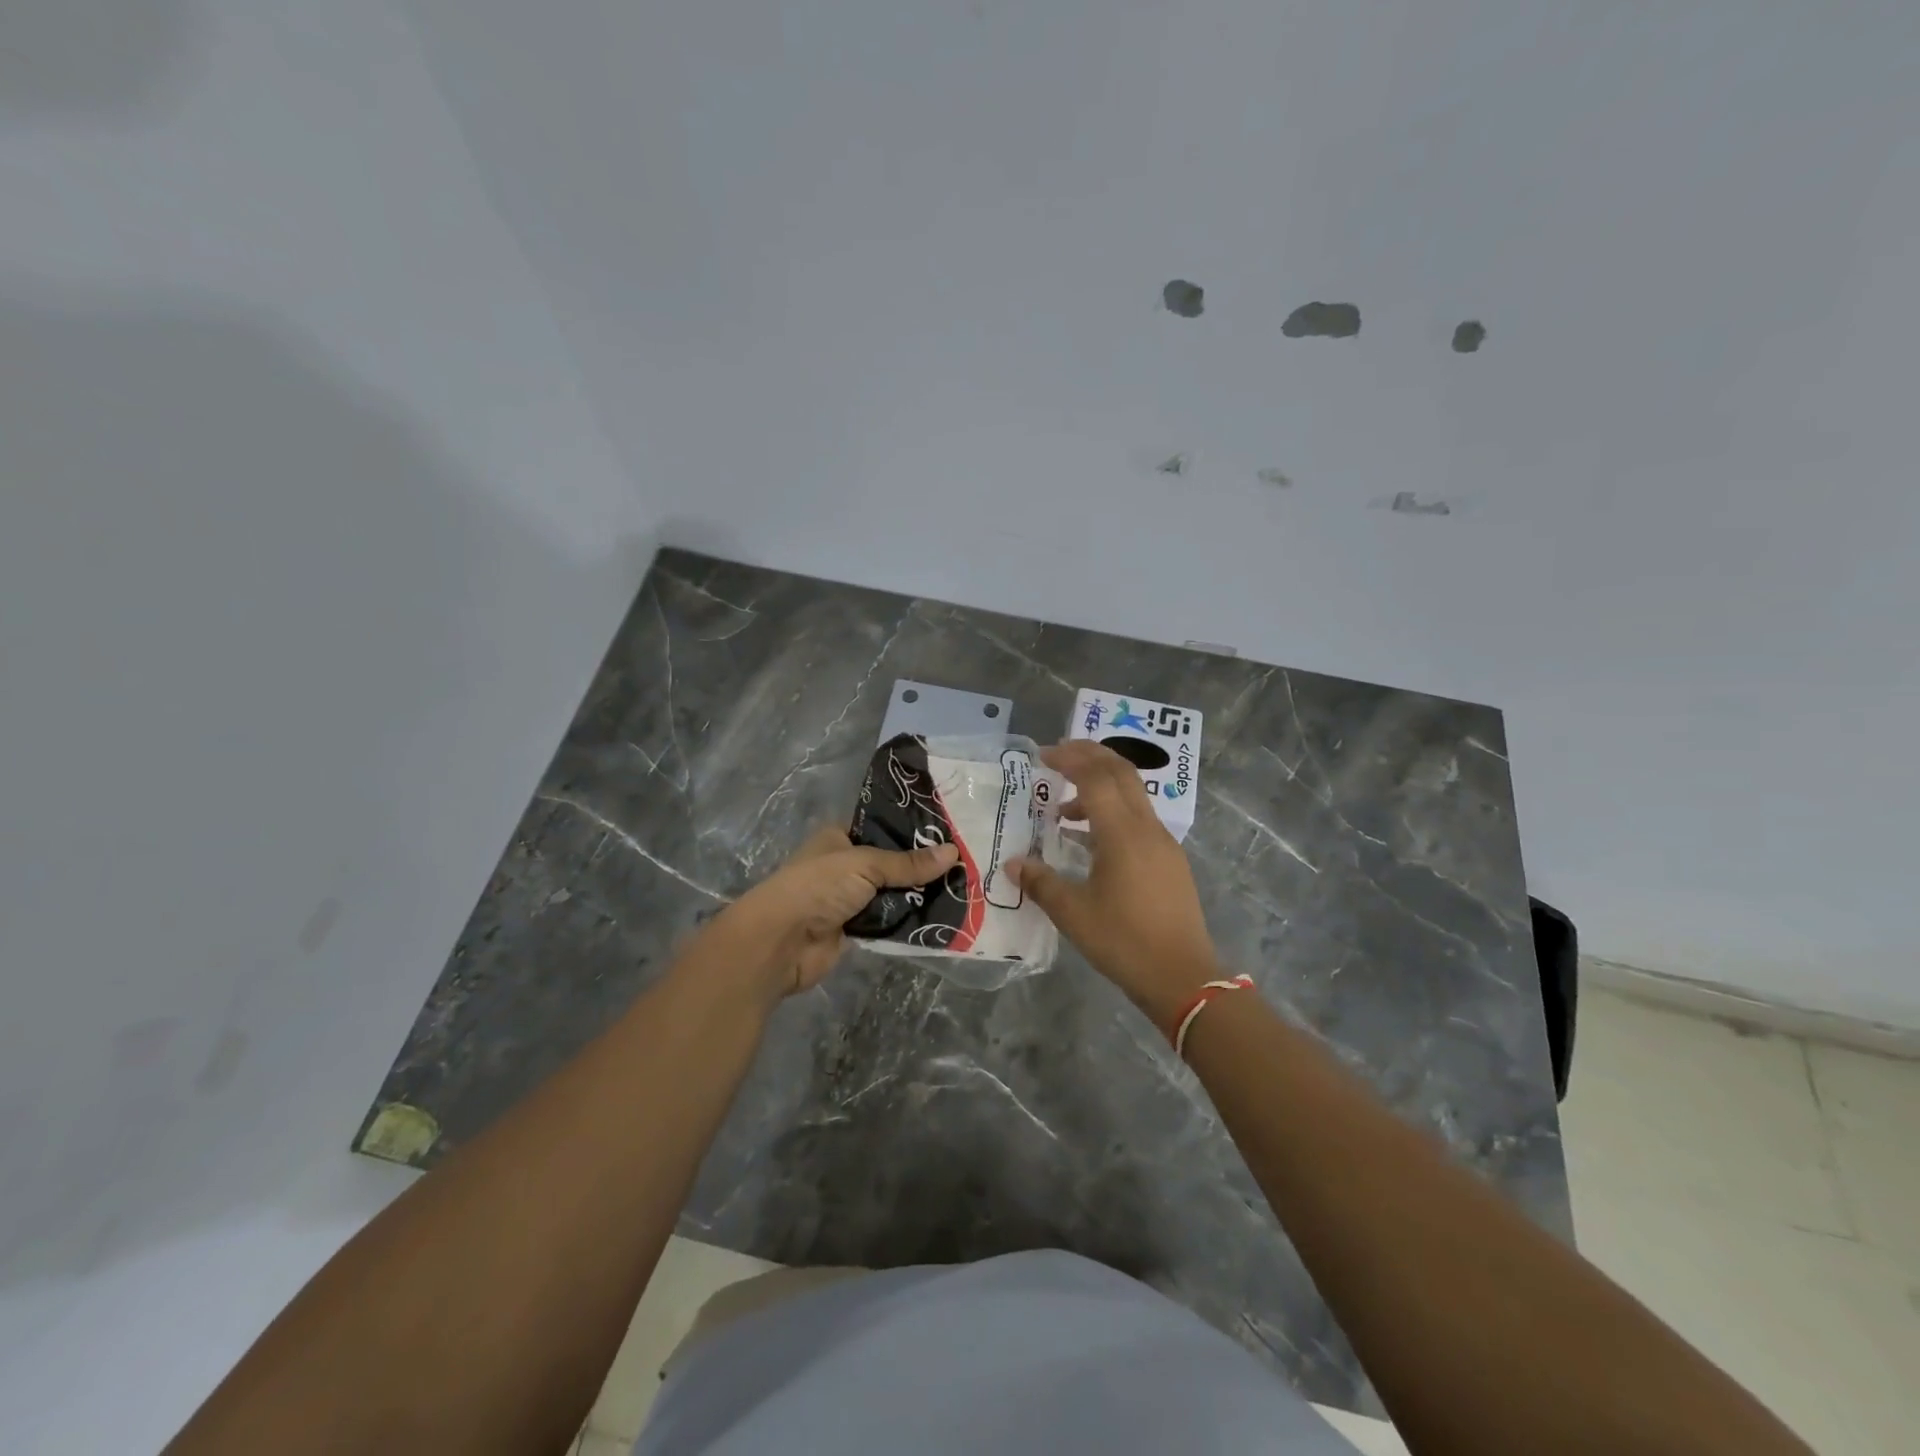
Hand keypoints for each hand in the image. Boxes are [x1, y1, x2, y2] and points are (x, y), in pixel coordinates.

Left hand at [705, 827, 958, 1000]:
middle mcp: (846, 864)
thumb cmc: (818, 887)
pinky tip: (944, 915)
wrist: (781, 942)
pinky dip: (911, 920)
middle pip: (892, 862)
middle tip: (966, 860)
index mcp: (840, 837)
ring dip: (920, 894)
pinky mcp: (856, 929)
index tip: (950, 830)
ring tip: (963, 887)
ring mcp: (850, 898)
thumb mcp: (865, 865)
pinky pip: (890, 921)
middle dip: (923, 865)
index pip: (883, 826)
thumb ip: (908, 863)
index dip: (913, 829)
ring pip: (894, 893)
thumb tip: (953, 853)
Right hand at [1010, 741, 1220, 1029]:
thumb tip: (1013, 863)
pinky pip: (1139, 819)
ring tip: (1064, 811)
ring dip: (1100, 787)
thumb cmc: (1124, 942)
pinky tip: (1091, 841)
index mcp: (1122, 834)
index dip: (1070, 759)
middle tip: (1058, 755)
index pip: (1096, 778)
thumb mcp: (1074, 914)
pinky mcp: (1169, 860)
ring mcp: (1163, 843)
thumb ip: (1041, 883)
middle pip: (1121, 772)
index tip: (1043, 756)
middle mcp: (1146, 828)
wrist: (1183, 977)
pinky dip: (1113, 812)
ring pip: (1133, 795)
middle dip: (1090, 755)